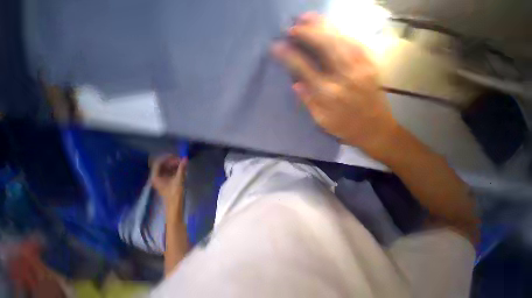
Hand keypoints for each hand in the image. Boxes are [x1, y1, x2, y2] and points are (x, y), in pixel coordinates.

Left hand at [151, 155, 187, 212]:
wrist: (175, 205)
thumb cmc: (175, 193)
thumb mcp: (179, 179)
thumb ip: (182, 168)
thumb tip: (185, 158)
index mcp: (156, 177)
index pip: (158, 163)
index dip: (166, 158)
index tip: (176, 155)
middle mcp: (157, 177)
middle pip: (162, 165)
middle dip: (171, 161)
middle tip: (181, 159)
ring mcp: (162, 179)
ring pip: (166, 168)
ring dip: (174, 164)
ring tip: (182, 163)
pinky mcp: (167, 181)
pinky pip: (170, 171)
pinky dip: (175, 168)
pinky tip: (181, 167)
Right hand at [272, 13, 397, 158]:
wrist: (375, 129)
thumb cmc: (344, 128)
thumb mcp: (321, 120)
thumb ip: (308, 101)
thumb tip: (295, 83)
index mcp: (329, 94)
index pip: (305, 69)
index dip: (290, 56)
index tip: (276, 47)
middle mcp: (345, 77)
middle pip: (325, 46)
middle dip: (307, 33)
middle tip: (293, 25)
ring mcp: (361, 67)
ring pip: (341, 39)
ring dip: (323, 25)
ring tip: (308, 17)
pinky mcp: (371, 64)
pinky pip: (355, 41)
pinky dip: (340, 31)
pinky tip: (331, 26)